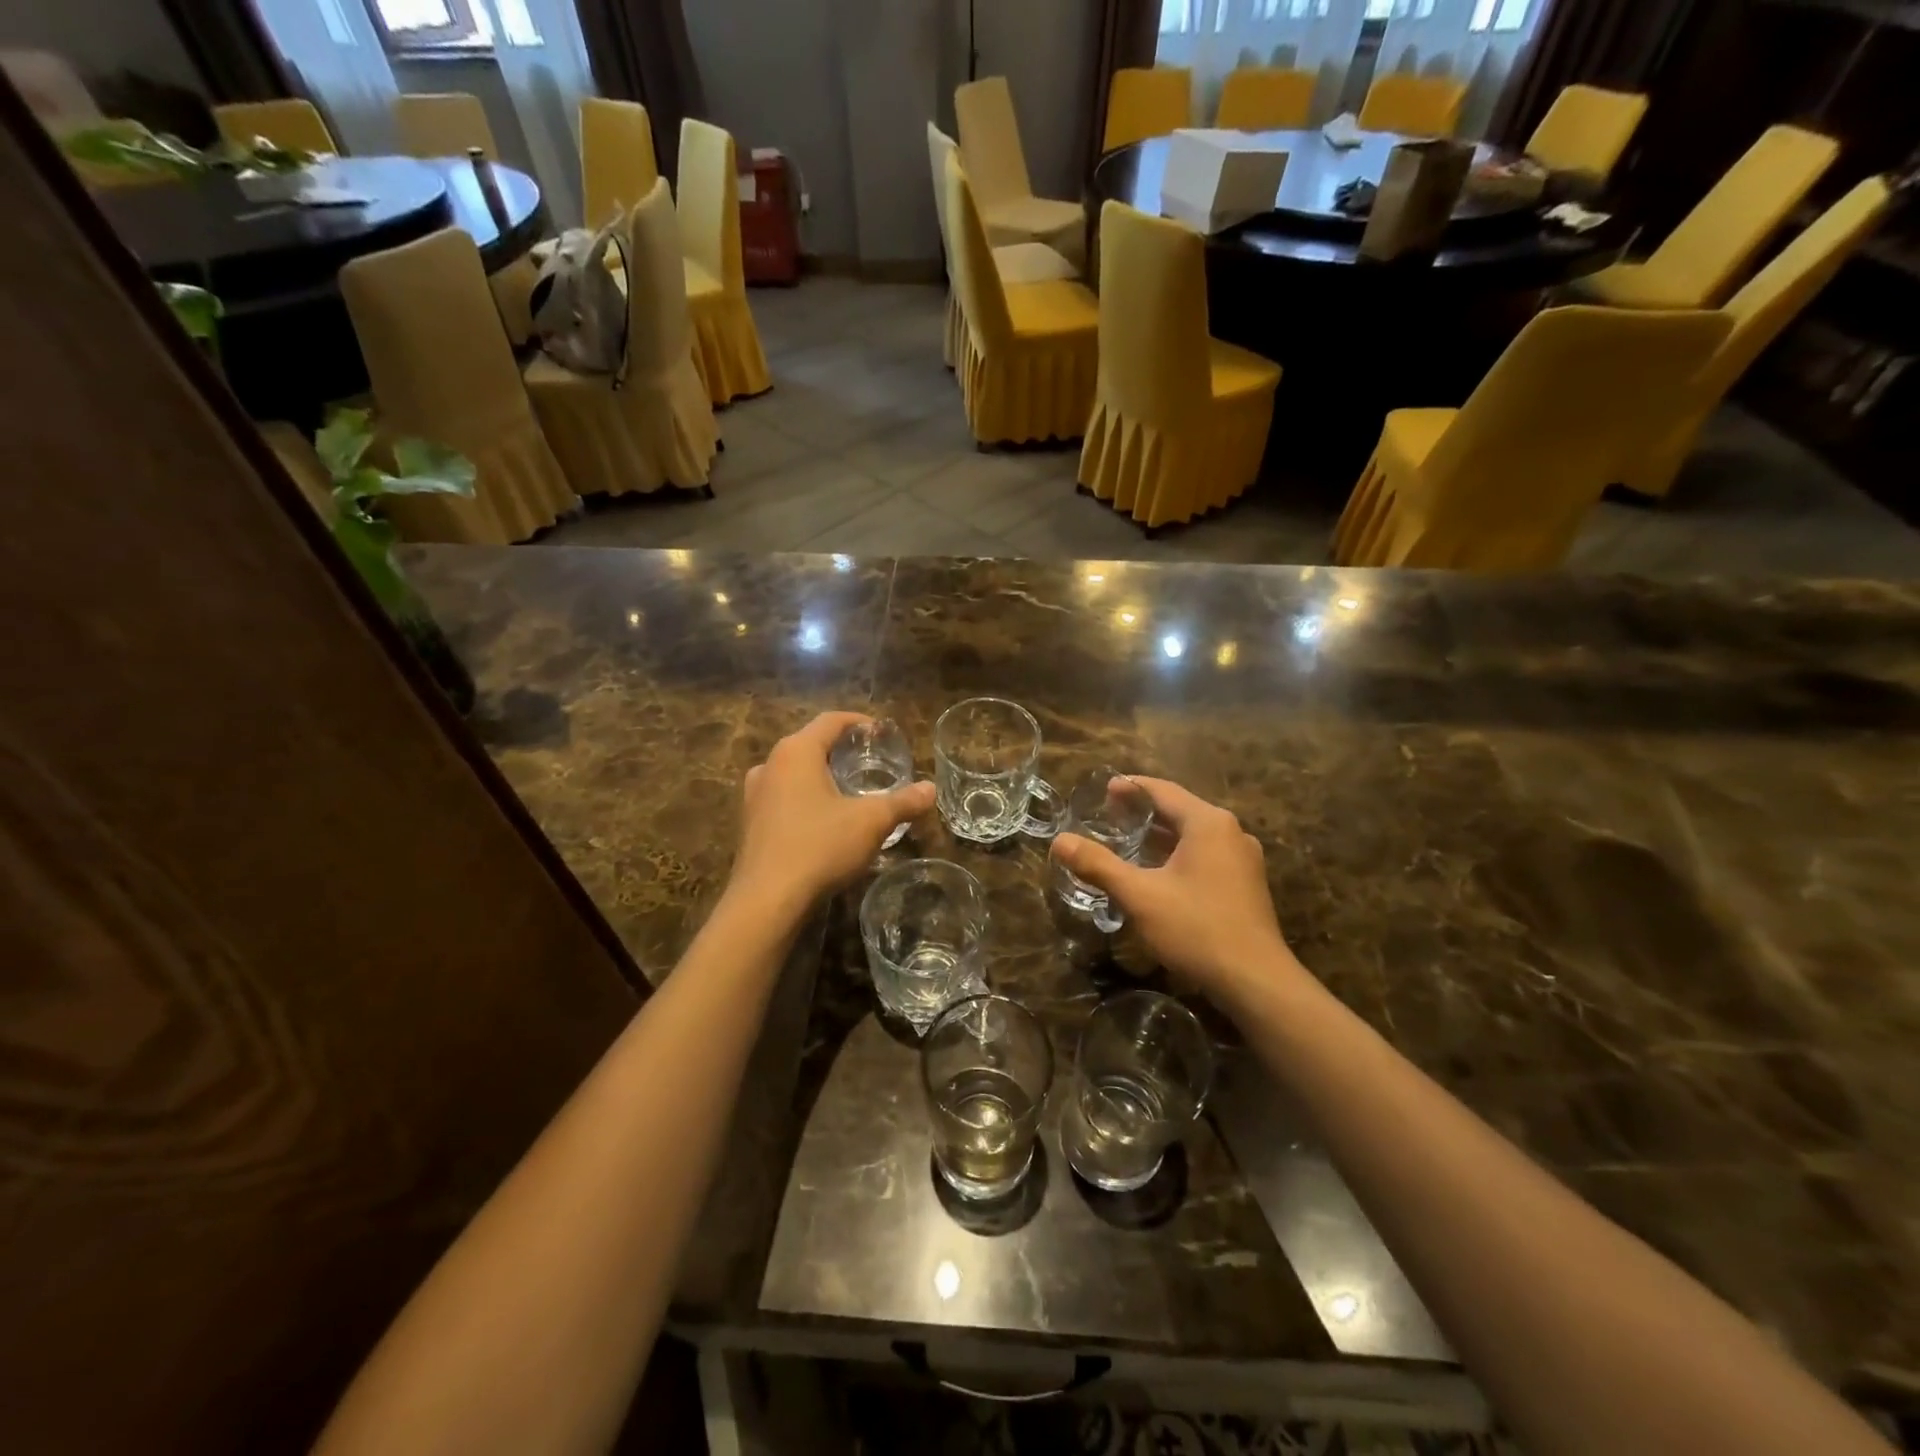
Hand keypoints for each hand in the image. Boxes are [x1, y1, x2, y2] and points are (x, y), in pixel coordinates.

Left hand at [731, 712, 933, 912]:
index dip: (859, 723)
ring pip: (794, 773)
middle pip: (810, 744)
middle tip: (870, 763)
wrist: (767, 900)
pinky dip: (805, 799)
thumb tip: (930, 789)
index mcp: (796, 751)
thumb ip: (903, 801)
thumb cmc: (820, 846)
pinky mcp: (750, 824)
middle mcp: (770, 765)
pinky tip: (824, 821)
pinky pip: (782, 798)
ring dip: (821, 776)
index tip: (881, 733)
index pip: (830, 720)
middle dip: (841, 751)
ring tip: (848, 791)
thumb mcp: (871, 822)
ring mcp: (754, 795)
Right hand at [1051, 777, 1303, 1007]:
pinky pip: (1206, 855)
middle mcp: (1231, 832)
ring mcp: (1244, 859)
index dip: (1132, 787)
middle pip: (1181, 809)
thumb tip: (1059, 841)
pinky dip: (1179, 854)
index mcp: (1208, 823)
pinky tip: (1159, 872)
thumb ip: (1098, 865)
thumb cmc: (1196, 928)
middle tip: (1110, 815)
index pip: (1163, 791)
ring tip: (1129, 841)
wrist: (1255, 980)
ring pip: (1195, 835)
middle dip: (1145, 811)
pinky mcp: (1246, 884)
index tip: (1105, 790)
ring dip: (1162, 835)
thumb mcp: (1139, 895)